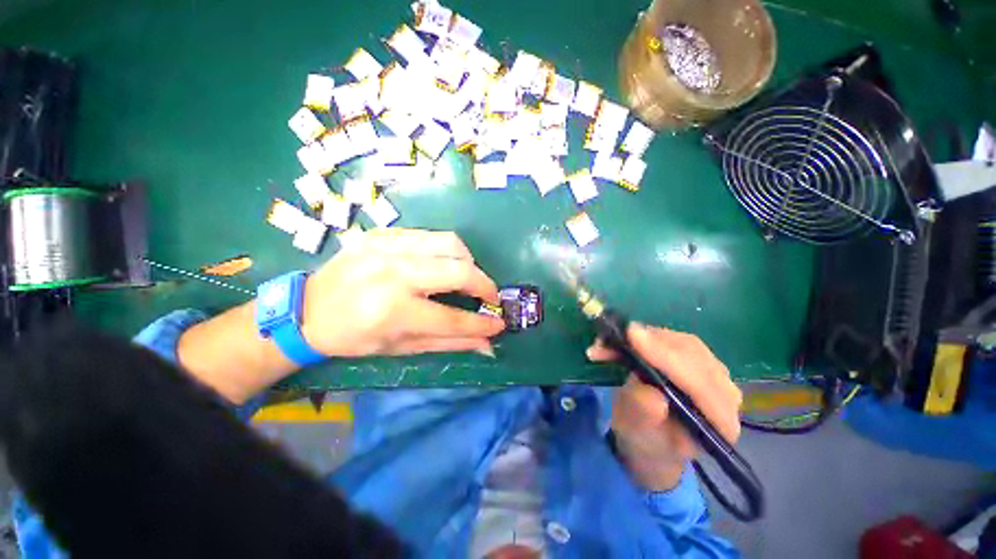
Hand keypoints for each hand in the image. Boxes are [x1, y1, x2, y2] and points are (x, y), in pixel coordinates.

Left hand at [301, 228, 504, 357]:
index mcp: (392, 310)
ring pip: (449, 243)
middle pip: (458, 270)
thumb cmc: (354, 336)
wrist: (307, 308)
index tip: (499, 323)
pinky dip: (446, 250)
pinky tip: (442, 263)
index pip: (452, 317)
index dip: (481, 323)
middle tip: (490, 297)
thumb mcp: (401, 347)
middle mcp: (392, 273)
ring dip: (468, 261)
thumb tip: (487, 344)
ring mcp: (387, 247)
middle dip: (484, 284)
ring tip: (468, 276)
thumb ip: (449, 342)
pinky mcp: (384, 234)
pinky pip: (430, 235)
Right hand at [587, 324, 741, 489]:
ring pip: (681, 342)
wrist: (650, 437)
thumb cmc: (645, 440)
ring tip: (609, 342)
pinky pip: (673, 339)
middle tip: (610, 339)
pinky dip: (645, 335)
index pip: (700, 384)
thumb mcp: (638, 433)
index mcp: (720, 423)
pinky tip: (623, 339)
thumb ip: (646, 414)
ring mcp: (714, 373)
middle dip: (649, 343)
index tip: (632, 337)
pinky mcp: (698, 359)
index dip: (666, 358)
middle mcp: (726, 394)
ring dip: (643, 337)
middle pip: (693, 355)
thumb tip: (650, 391)